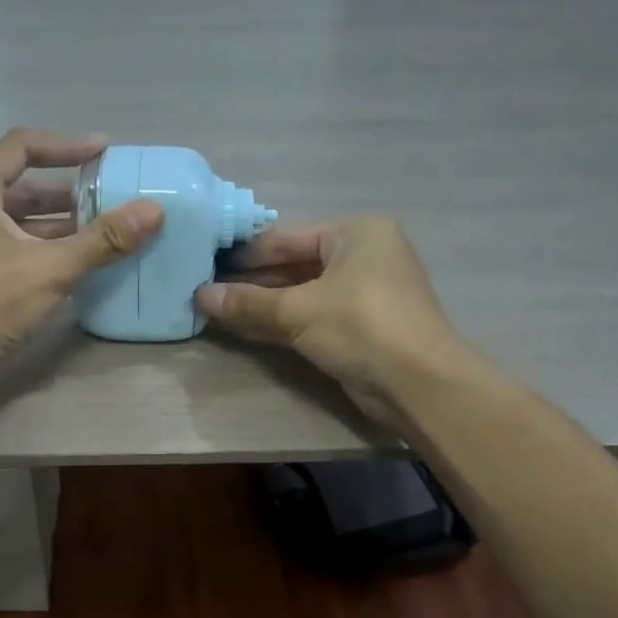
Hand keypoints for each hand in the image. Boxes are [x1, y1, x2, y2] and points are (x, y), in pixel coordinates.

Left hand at [0, 129, 163, 355]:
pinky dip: (51, 250)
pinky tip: (83, 263)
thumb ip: (103, 239)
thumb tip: (153, 211)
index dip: (66, 145)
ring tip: (107, 230)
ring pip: (23, 222)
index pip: (22, 147)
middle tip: (112, 196)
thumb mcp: (52, 267)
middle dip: (70, 190)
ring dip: (63, 224)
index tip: (105, 151)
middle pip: (24, 186)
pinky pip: (20, 250)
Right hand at [195, 217, 477, 427]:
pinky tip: (245, 328)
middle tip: (205, 289)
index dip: (245, 253)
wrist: (418, 383)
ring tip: (216, 309)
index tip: (206, 263)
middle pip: (294, 264)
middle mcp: (362, 256)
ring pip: (301, 294)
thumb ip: (248, 303)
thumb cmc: (362, 326)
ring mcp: (362, 294)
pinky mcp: (358, 328)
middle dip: (252, 281)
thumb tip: (199, 296)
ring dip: (262, 304)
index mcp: (356, 233)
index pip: (287, 237)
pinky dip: (281, 323)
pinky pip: (310, 317)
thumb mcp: (299, 310)